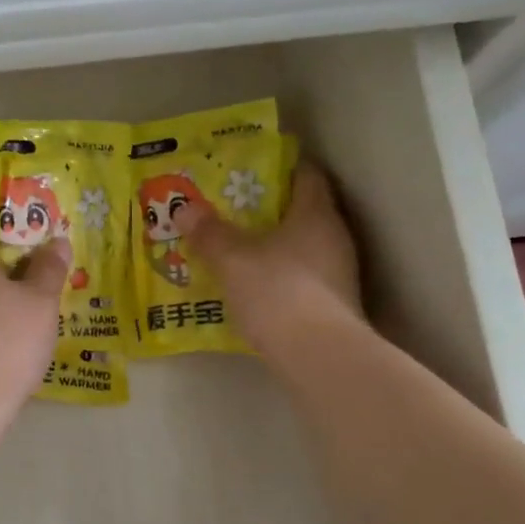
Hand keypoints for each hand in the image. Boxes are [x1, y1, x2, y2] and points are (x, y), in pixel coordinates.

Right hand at [174, 162, 364, 358]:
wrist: (319, 355)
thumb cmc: (277, 291)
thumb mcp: (232, 260)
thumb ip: (209, 233)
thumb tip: (184, 208)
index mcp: (316, 213)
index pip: (306, 174)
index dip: (280, 167)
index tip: (250, 170)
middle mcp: (335, 237)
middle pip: (303, 211)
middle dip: (269, 210)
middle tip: (233, 210)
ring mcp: (340, 273)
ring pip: (303, 246)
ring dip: (275, 246)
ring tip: (238, 248)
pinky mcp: (336, 304)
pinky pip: (304, 277)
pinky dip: (281, 275)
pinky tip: (255, 286)